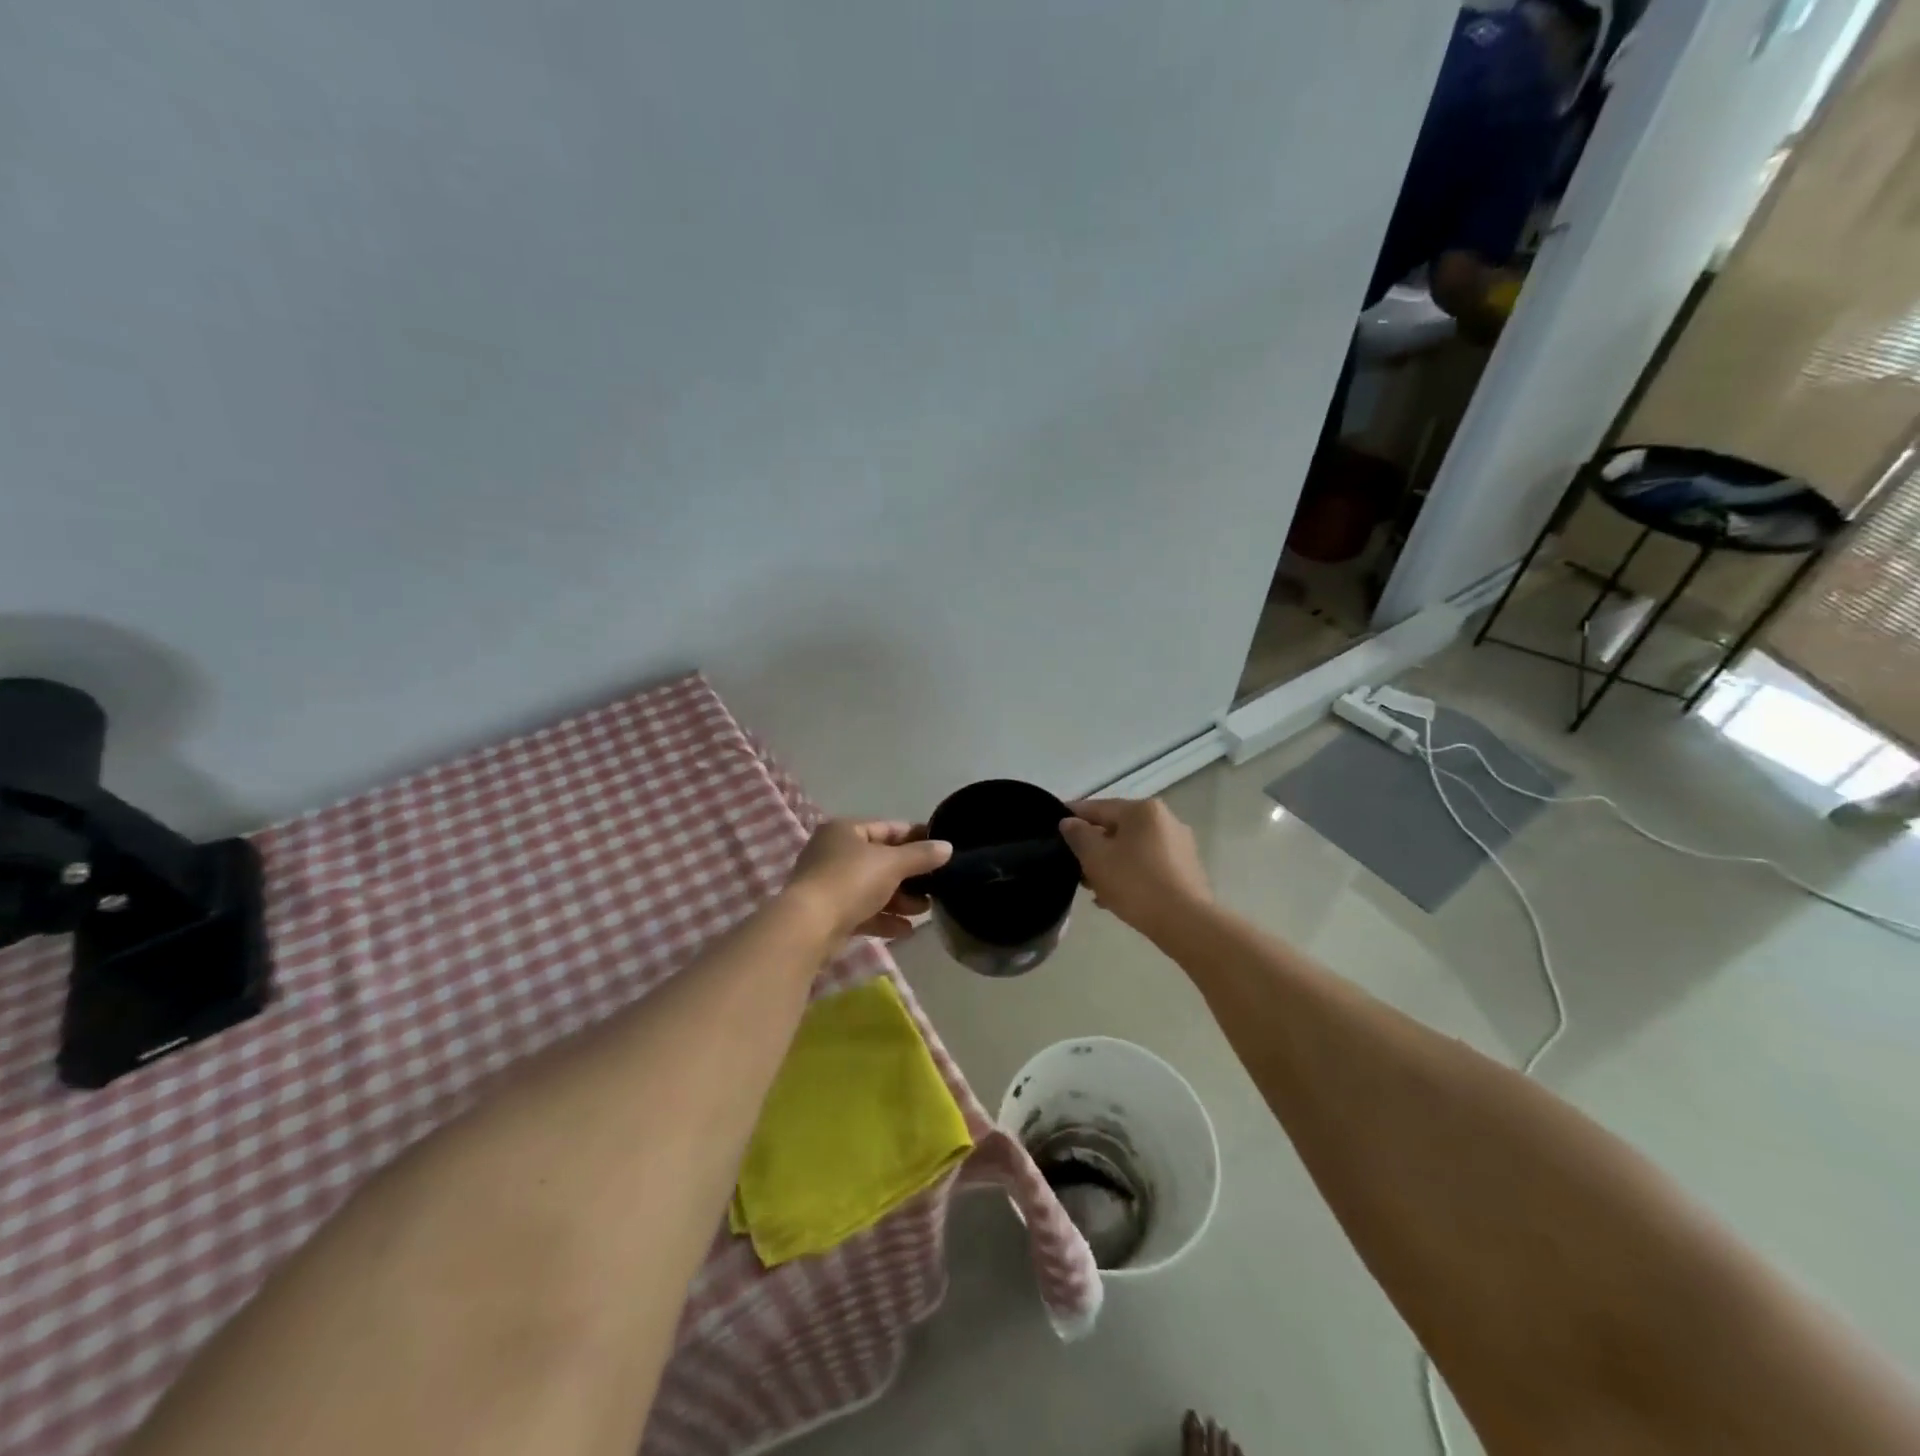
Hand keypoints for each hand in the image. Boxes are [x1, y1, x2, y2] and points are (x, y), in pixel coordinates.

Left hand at [783, 819, 952, 943]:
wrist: (808, 927)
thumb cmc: (850, 881)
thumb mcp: (892, 864)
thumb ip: (921, 855)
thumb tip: (947, 847)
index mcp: (845, 830)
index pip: (888, 828)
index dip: (916, 837)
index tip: (941, 850)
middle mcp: (834, 852)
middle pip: (881, 860)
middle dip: (910, 876)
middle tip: (935, 887)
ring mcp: (829, 884)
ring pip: (873, 888)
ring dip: (900, 899)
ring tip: (925, 911)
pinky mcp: (829, 914)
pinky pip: (863, 911)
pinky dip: (884, 918)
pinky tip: (906, 930)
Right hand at [1058, 798, 1210, 936]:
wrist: (1184, 922)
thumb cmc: (1135, 883)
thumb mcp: (1096, 858)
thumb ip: (1078, 835)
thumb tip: (1069, 822)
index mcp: (1143, 810)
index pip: (1098, 807)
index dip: (1073, 815)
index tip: (1053, 825)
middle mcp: (1165, 820)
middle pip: (1117, 828)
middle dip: (1093, 846)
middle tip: (1072, 865)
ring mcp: (1179, 845)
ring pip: (1133, 848)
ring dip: (1110, 863)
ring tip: (1092, 887)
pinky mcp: (1186, 870)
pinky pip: (1148, 865)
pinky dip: (1130, 874)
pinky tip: (1114, 897)